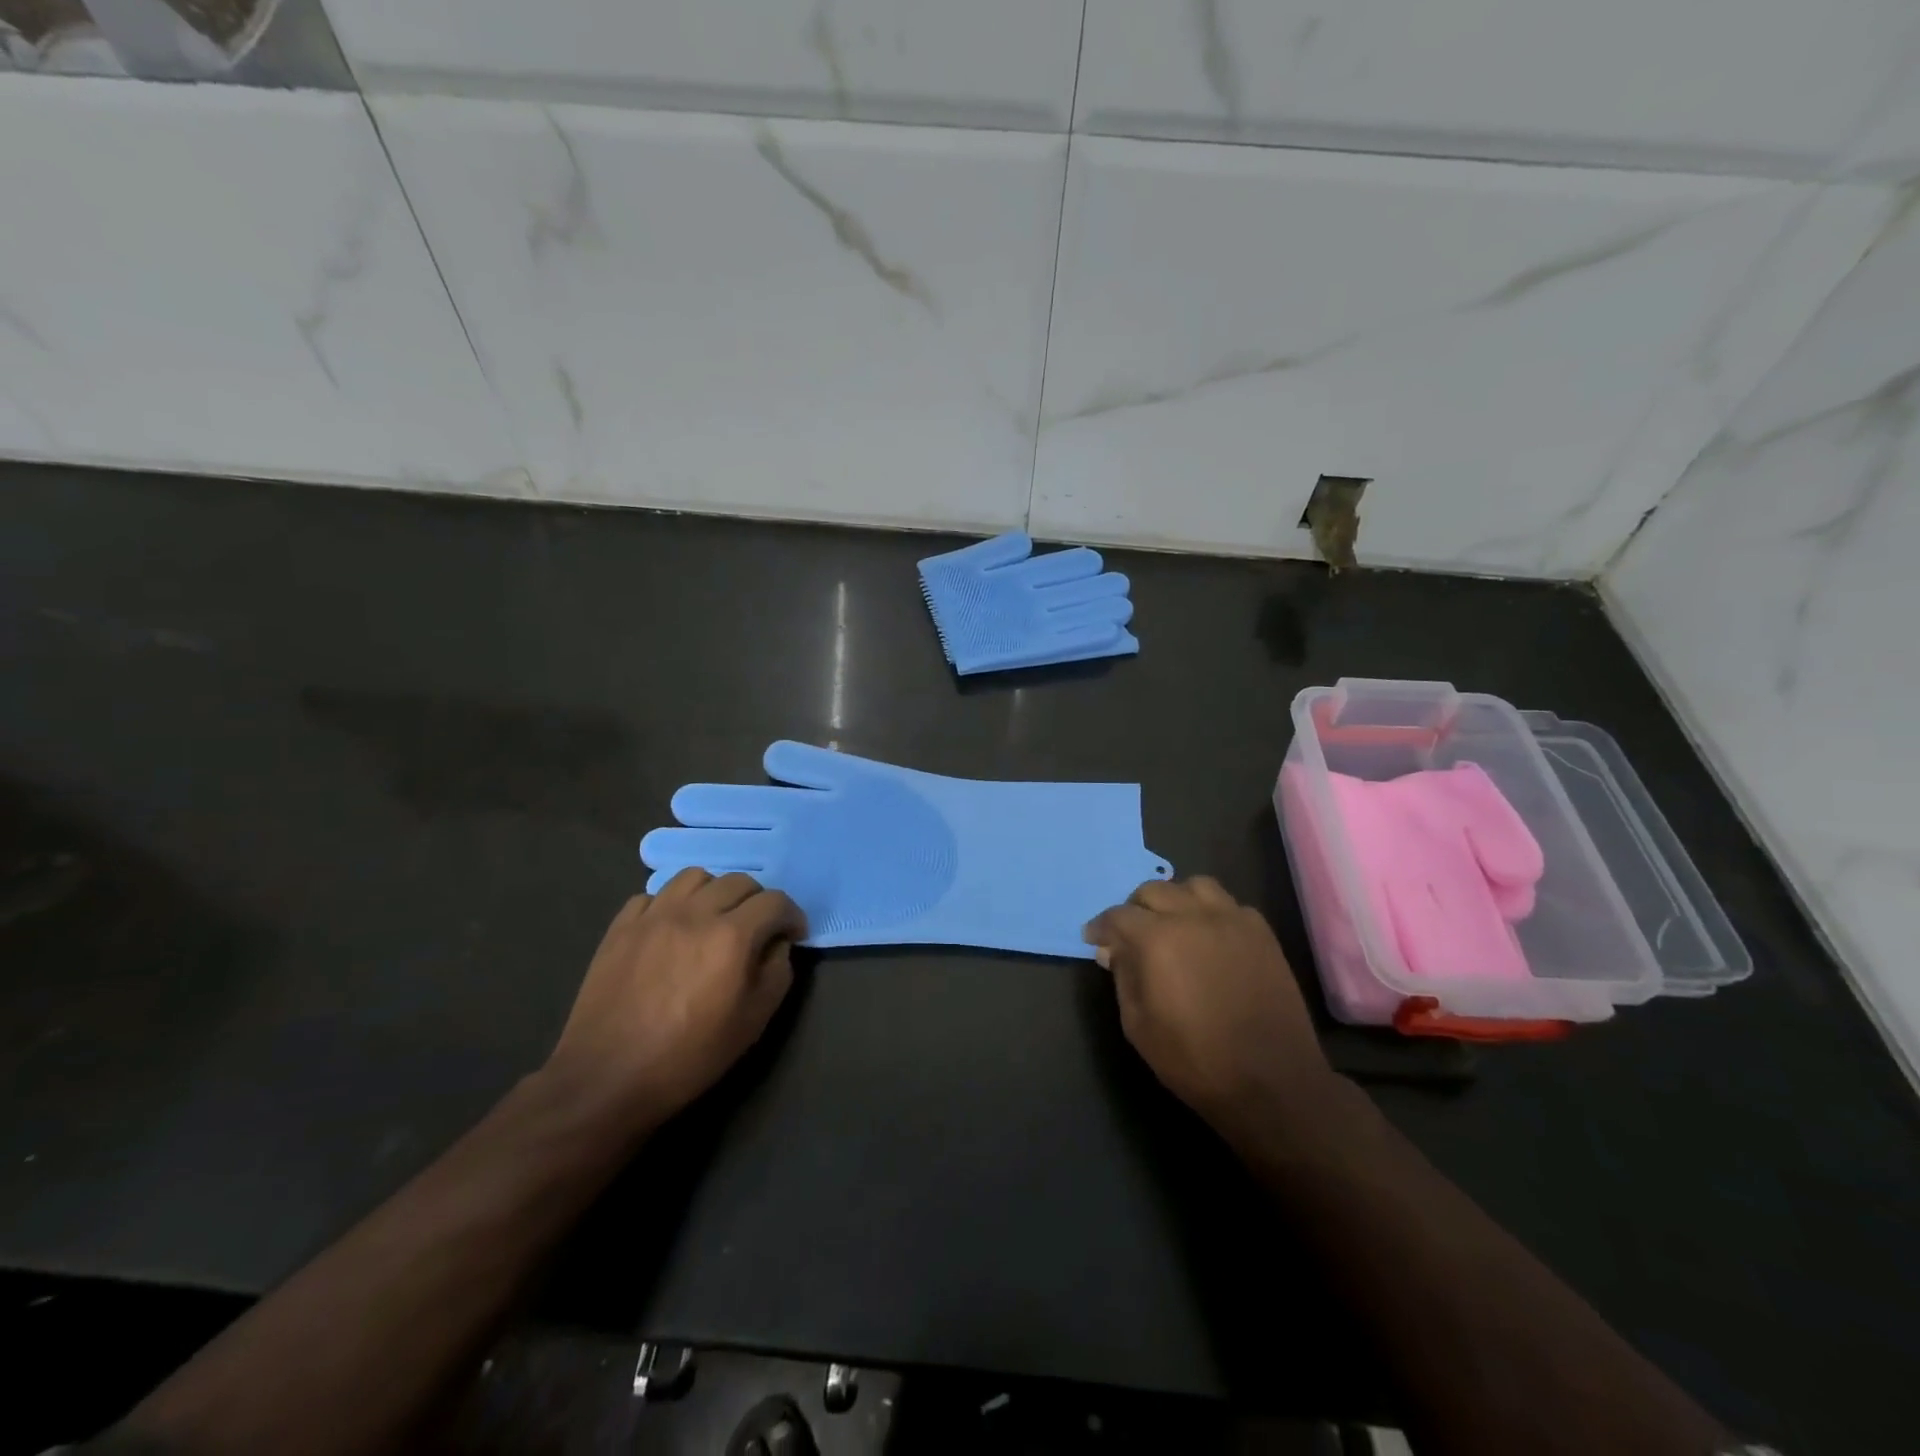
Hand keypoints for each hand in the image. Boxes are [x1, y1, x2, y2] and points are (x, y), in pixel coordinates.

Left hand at [545, 869, 805, 1133]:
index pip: (775, 902)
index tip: (793, 934)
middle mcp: (694, 913)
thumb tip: (777, 944)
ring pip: (695, 876)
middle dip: (757, 901)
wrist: (607, 1079)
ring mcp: (653, 916)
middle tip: (757, 929)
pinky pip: (653, 895)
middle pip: (738, 881)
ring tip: (713, 918)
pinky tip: (671, 929)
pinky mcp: (621, 927)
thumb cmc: (689, 1056)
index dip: (792, 915)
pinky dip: (671, 904)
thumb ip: (777, 973)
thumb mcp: (753, 1022)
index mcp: (731, 936)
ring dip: (714, 892)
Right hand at [1084, 876, 1336, 1140]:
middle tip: (1131, 935)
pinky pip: (1230, 904)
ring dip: (1176, 900)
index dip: (1100, 926)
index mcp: (1157, 939)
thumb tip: (1114, 951)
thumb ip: (1123, 978)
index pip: (1118, 915)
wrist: (1272, 1083)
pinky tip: (1210, 938)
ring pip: (1195, 886)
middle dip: (1135, 909)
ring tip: (1174, 925)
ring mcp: (1232, 921)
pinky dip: (1212, 912)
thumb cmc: (1195, 1060)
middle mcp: (1193, 917)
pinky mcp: (1262, 933)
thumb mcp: (1138, 1026)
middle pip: (1154, 891)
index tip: (1094, 939)